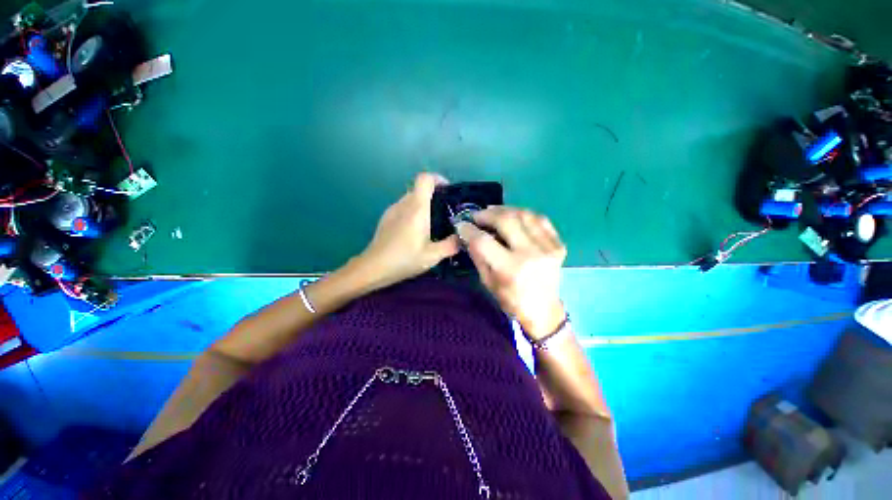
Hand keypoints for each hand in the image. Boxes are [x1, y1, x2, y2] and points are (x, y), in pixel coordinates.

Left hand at [356, 173, 460, 289]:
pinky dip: (412, 211)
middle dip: (433, 194)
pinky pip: (403, 207)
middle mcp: (403, 204)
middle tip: (445, 211)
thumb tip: (462, 237)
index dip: (438, 179)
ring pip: (410, 198)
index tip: (448, 190)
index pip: (425, 178)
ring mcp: (392, 210)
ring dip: (422, 204)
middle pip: (419, 188)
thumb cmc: (404, 259)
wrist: (373, 268)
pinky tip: (415, 231)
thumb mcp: (433, 256)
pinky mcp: (386, 218)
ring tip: (432, 222)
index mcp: (416, 208)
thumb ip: (451, 245)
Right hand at [457, 207, 566, 340]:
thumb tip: (467, 234)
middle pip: (505, 220)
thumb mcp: (488, 282)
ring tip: (493, 212)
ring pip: (524, 214)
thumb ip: (478, 255)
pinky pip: (540, 219)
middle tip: (477, 216)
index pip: (483, 241)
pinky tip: (514, 218)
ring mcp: (548, 247)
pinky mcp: (558, 244)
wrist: (543, 311)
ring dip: (505, 210)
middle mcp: (531, 254)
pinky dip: (524, 215)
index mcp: (510, 269)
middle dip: (486, 214)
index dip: (469, 230)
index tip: (461, 225)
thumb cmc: (511, 301)